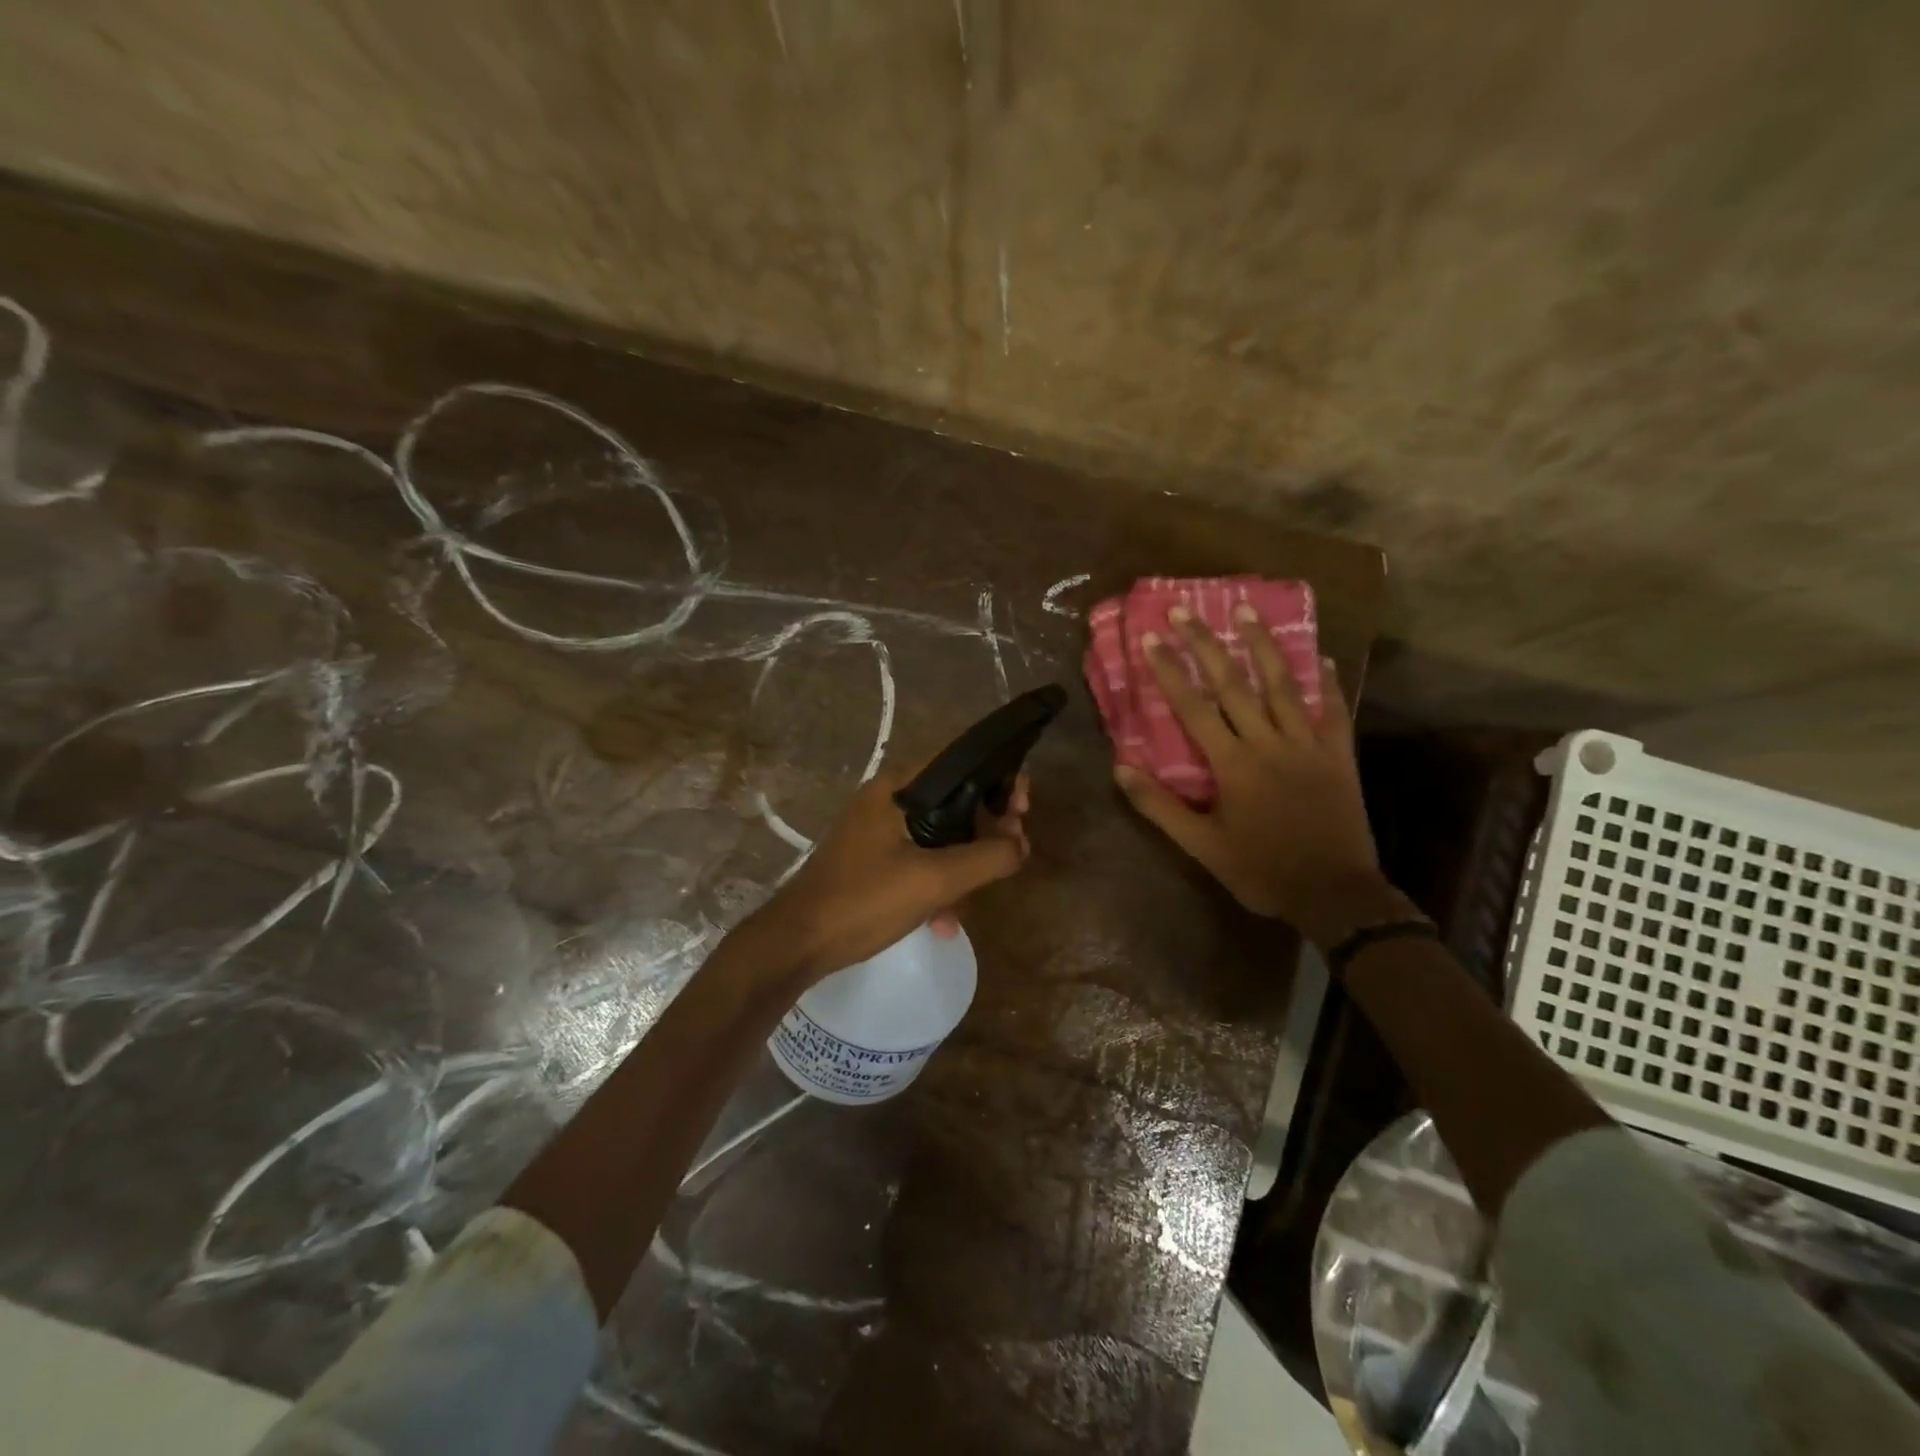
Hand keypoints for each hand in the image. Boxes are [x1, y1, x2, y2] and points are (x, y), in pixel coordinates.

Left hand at [742, 767, 1030, 983]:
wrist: (797, 943)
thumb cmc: (864, 901)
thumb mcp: (934, 880)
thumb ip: (987, 857)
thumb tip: (1022, 844)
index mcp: (899, 786)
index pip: (962, 760)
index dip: (1000, 778)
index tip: (1023, 810)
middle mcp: (889, 797)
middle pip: (956, 800)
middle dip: (987, 831)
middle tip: (1011, 855)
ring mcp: (879, 829)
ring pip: (942, 835)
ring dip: (963, 867)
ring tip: (967, 907)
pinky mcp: (874, 858)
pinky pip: (921, 858)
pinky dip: (938, 883)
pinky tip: (943, 922)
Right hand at [1114, 602, 1380, 937]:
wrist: (1334, 893)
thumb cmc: (1262, 870)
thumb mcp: (1202, 846)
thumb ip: (1160, 807)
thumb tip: (1121, 769)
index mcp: (1233, 764)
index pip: (1193, 707)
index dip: (1170, 670)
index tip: (1152, 638)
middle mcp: (1269, 742)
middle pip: (1234, 684)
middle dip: (1207, 643)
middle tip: (1187, 610)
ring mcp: (1308, 745)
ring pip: (1283, 685)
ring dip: (1263, 645)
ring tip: (1247, 611)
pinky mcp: (1338, 755)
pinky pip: (1332, 710)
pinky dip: (1325, 682)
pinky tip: (1321, 656)